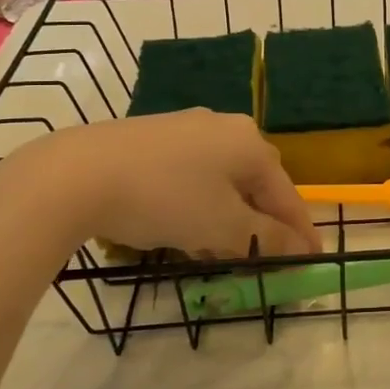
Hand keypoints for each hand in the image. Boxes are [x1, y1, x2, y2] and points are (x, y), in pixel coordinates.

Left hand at [0, 110, 320, 258]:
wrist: (77, 173)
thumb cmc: (165, 199)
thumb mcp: (222, 227)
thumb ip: (266, 238)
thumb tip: (300, 249)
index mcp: (250, 144)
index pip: (287, 196)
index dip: (300, 232)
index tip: (312, 262)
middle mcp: (225, 126)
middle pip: (257, 184)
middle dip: (263, 224)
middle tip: (264, 259)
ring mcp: (187, 127)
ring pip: (223, 179)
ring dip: (230, 215)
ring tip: (221, 249)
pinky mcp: (154, 136)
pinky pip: (193, 173)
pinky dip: (200, 202)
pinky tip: (184, 223)